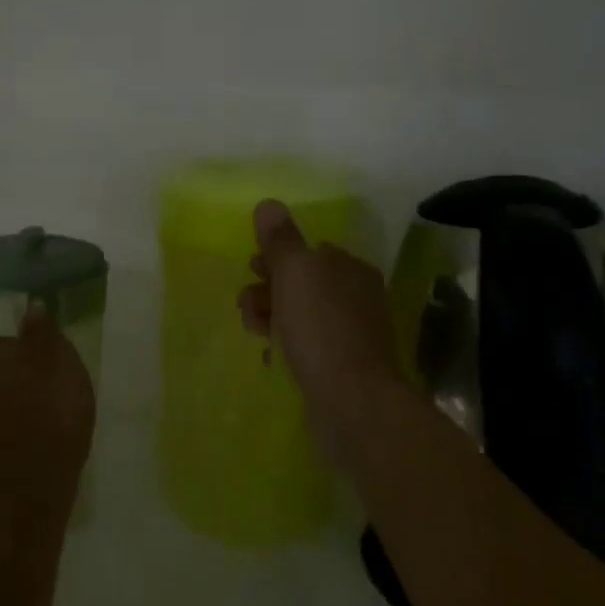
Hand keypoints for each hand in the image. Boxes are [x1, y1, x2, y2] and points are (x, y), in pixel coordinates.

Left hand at [0, 305, 95, 497]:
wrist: (35, 473)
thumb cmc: (48, 402)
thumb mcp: (55, 356)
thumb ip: (40, 330)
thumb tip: (31, 307)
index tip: (17, 351)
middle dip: (0, 376)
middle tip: (31, 381)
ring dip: (2, 404)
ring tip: (33, 411)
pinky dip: (6, 431)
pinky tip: (30, 436)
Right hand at [237, 199, 407, 466]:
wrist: (352, 401)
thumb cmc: (321, 327)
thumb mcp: (295, 272)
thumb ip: (280, 239)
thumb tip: (268, 204)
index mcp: (349, 268)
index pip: (308, 251)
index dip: (276, 257)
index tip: (253, 269)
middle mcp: (356, 296)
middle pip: (300, 283)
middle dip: (267, 289)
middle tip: (248, 305)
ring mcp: (351, 333)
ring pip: (299, 314)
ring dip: (270, 317)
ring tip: (256, 332)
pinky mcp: (342, 366)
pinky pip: (305, 345)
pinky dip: (285, 345)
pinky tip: (272, 356)